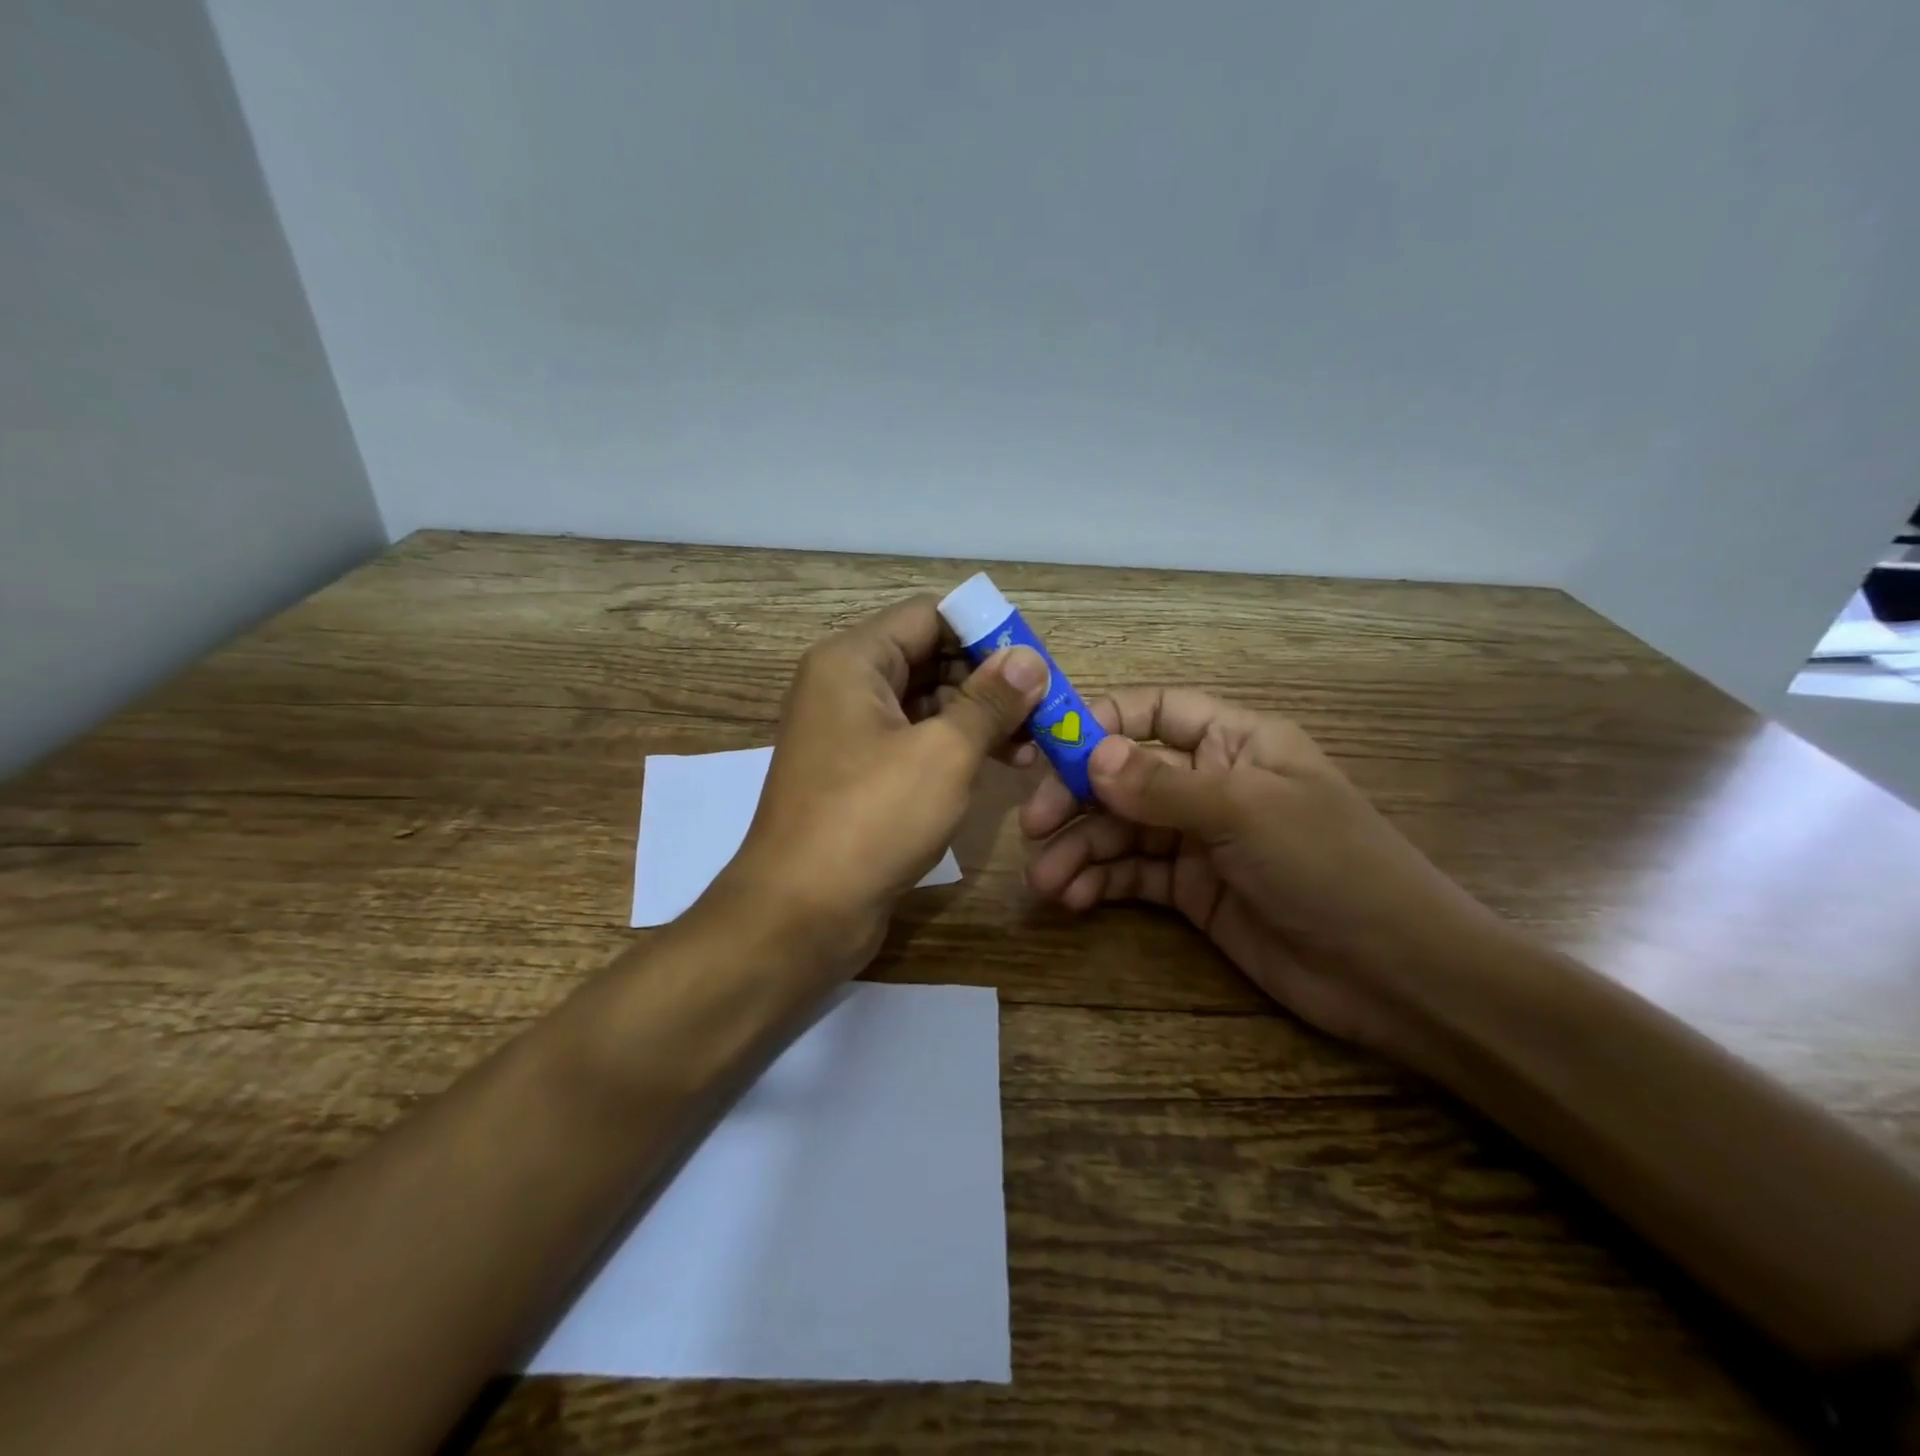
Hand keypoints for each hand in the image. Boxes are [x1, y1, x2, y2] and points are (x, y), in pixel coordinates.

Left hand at [721, 595, 1047, 970]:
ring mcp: (848, 733)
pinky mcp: (857, 775)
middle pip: (928, 657)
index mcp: (853, 661)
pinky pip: (912, 741)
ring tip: (1030, 746)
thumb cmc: (870, 820)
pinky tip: (996, 766)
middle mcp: (844, 687)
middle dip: (987, 679)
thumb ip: (990, 700)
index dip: (986, 632)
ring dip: (976, 717)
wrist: (799, 914)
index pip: (930, 616)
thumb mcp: (943, 754)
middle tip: (1042, 709)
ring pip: (924, 703)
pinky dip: (952, 747)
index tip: (1035, 664)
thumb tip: (1029, 658)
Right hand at [1019, 688, 1502, 1064]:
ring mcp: (1198, 838)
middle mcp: (1210, 782)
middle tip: (1033, 824)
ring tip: (1047, 881)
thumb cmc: (1330, 867)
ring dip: (1080, 849)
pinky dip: (1100, 882)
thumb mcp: (1246, 813)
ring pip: (1121, 830)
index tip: (1045, 746)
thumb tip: (1091, 755)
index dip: (1100, 722)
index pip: (1154, 712)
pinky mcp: (1192, 890)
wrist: (1394, 974)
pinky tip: (1075, 897)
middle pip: (1124, 774)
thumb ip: (1163, 785)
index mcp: (1235, 741)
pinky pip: (1133, 875)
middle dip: (1076, 796)